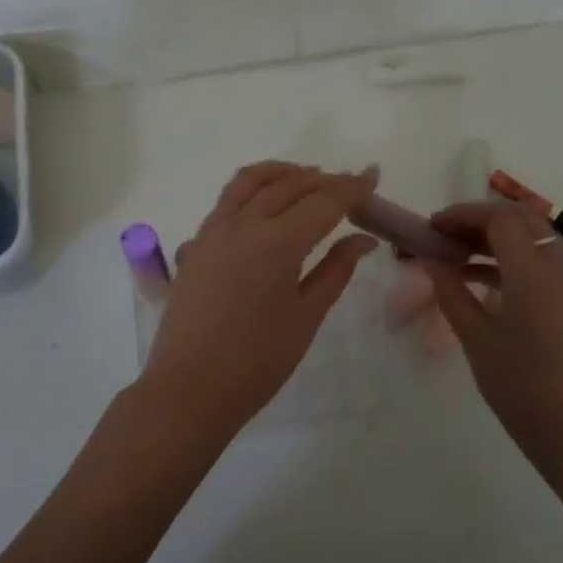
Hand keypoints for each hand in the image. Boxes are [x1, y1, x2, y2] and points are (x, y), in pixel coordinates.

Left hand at [138, 162, 379, 437]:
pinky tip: (268, 200)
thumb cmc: (257, 362)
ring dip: (286, 172)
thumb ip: (337, 270)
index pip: (323, 201)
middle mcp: (243, 224)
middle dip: (325, 179)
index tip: (373, 176)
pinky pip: (229, 197)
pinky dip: (255, 186)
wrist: (189, 389)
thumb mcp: (307, 316)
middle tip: (351, 186)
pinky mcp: (197, 241)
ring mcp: (214, 229)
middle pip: (290, 184)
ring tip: (310, 178)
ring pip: (253, 180)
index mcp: (277, 243)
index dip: (352, 187)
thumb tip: (364, 240)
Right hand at [423, 203, 562, 468]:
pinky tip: (473, 277)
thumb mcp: (475, 336)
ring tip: (452, 253)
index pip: (498, 218)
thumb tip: (430, 261)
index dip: (462, 215)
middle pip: (518, 218)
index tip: (431, 228)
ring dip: (492, 236)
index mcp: (531, 271)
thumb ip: (450, 291)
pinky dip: (505, 258)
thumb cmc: (517, 383)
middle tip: (444, 234)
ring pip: (530, 236)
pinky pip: (535, 261)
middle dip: (479, 218)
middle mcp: (554, 266)